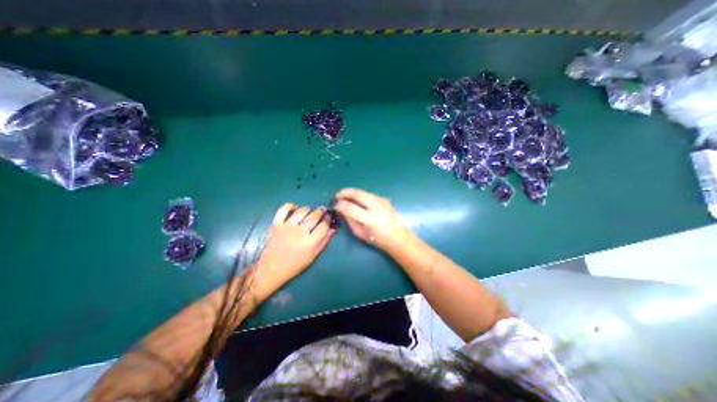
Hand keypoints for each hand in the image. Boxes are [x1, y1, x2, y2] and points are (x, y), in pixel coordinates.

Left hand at [253, 204, 334, 297]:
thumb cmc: (294, 265)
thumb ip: (324, 241)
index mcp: (310, 242)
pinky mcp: (276, 223)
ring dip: (309, 209)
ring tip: (310, 211)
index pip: (324, 225)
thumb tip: (333, 229)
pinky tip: (295, 209)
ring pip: (302, 211)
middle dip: (321, 211)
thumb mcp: (312, 256)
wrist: (270, 269)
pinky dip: (290, 206)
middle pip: (314, 216)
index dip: (328, 219)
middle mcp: (300, 232)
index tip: (329, 217)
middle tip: (323, 211)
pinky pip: (284, 209)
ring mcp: (287, 226)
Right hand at [334, 188, 411, 251]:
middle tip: (337, 195)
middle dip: (345, 192)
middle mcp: (376, 207)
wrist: (398, 237)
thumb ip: (350, 220)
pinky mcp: (384, 199)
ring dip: (352, 192)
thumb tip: (341, 209)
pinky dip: (360, 195)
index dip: (340, 205)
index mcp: (370, 219)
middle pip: (357, 194)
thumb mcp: (360, 233)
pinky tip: (357, 200)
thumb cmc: (378, 239)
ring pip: (363, 191)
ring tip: (345, 196)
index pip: (350, 208)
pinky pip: (368, 194)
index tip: (335, 206)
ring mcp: (382, 201)